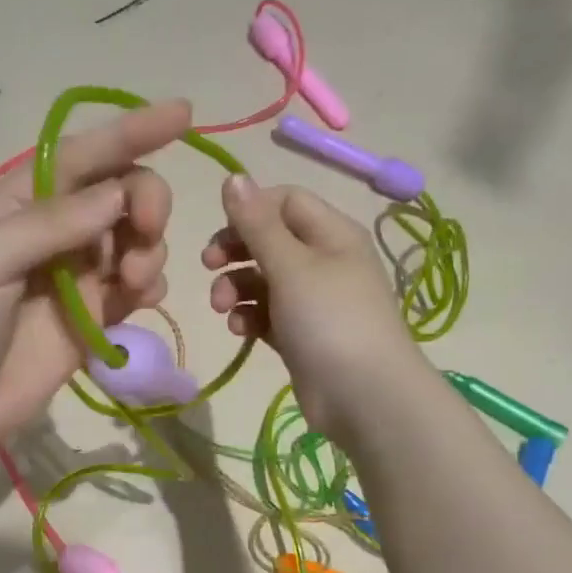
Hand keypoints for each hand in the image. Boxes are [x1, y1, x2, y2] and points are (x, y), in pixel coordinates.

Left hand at [0, 101, 190, 450]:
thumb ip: (50, 223)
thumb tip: (118, 193)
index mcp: (18, 203)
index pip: (82, 156)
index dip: (130, 132)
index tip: (183, 114)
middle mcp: (54, 232)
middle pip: (120, 195)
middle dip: (146, 201)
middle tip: (146, 230)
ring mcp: (76, 277)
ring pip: (136, 241)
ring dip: (149, 249)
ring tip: (132, 282)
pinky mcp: (93, 319)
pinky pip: (137, 289)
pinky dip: (150, 286)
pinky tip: (141, 299)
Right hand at [202, 174, 423, 438]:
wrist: (363, 396)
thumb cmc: (329, 319)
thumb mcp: (290, 265)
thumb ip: (257, 223)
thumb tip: (233, 176)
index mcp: (332, 233)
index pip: (285, 201)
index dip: (250, 210)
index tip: (220, 230)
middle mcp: (324, 261)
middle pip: (269, 240)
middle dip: (235, 251)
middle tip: (208, 266)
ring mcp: (313, 300)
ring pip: (263, 279)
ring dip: (236, 288)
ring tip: (222, 309)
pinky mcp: (301, 334)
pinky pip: (267, 314)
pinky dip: (250, 316)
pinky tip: (240, 330)